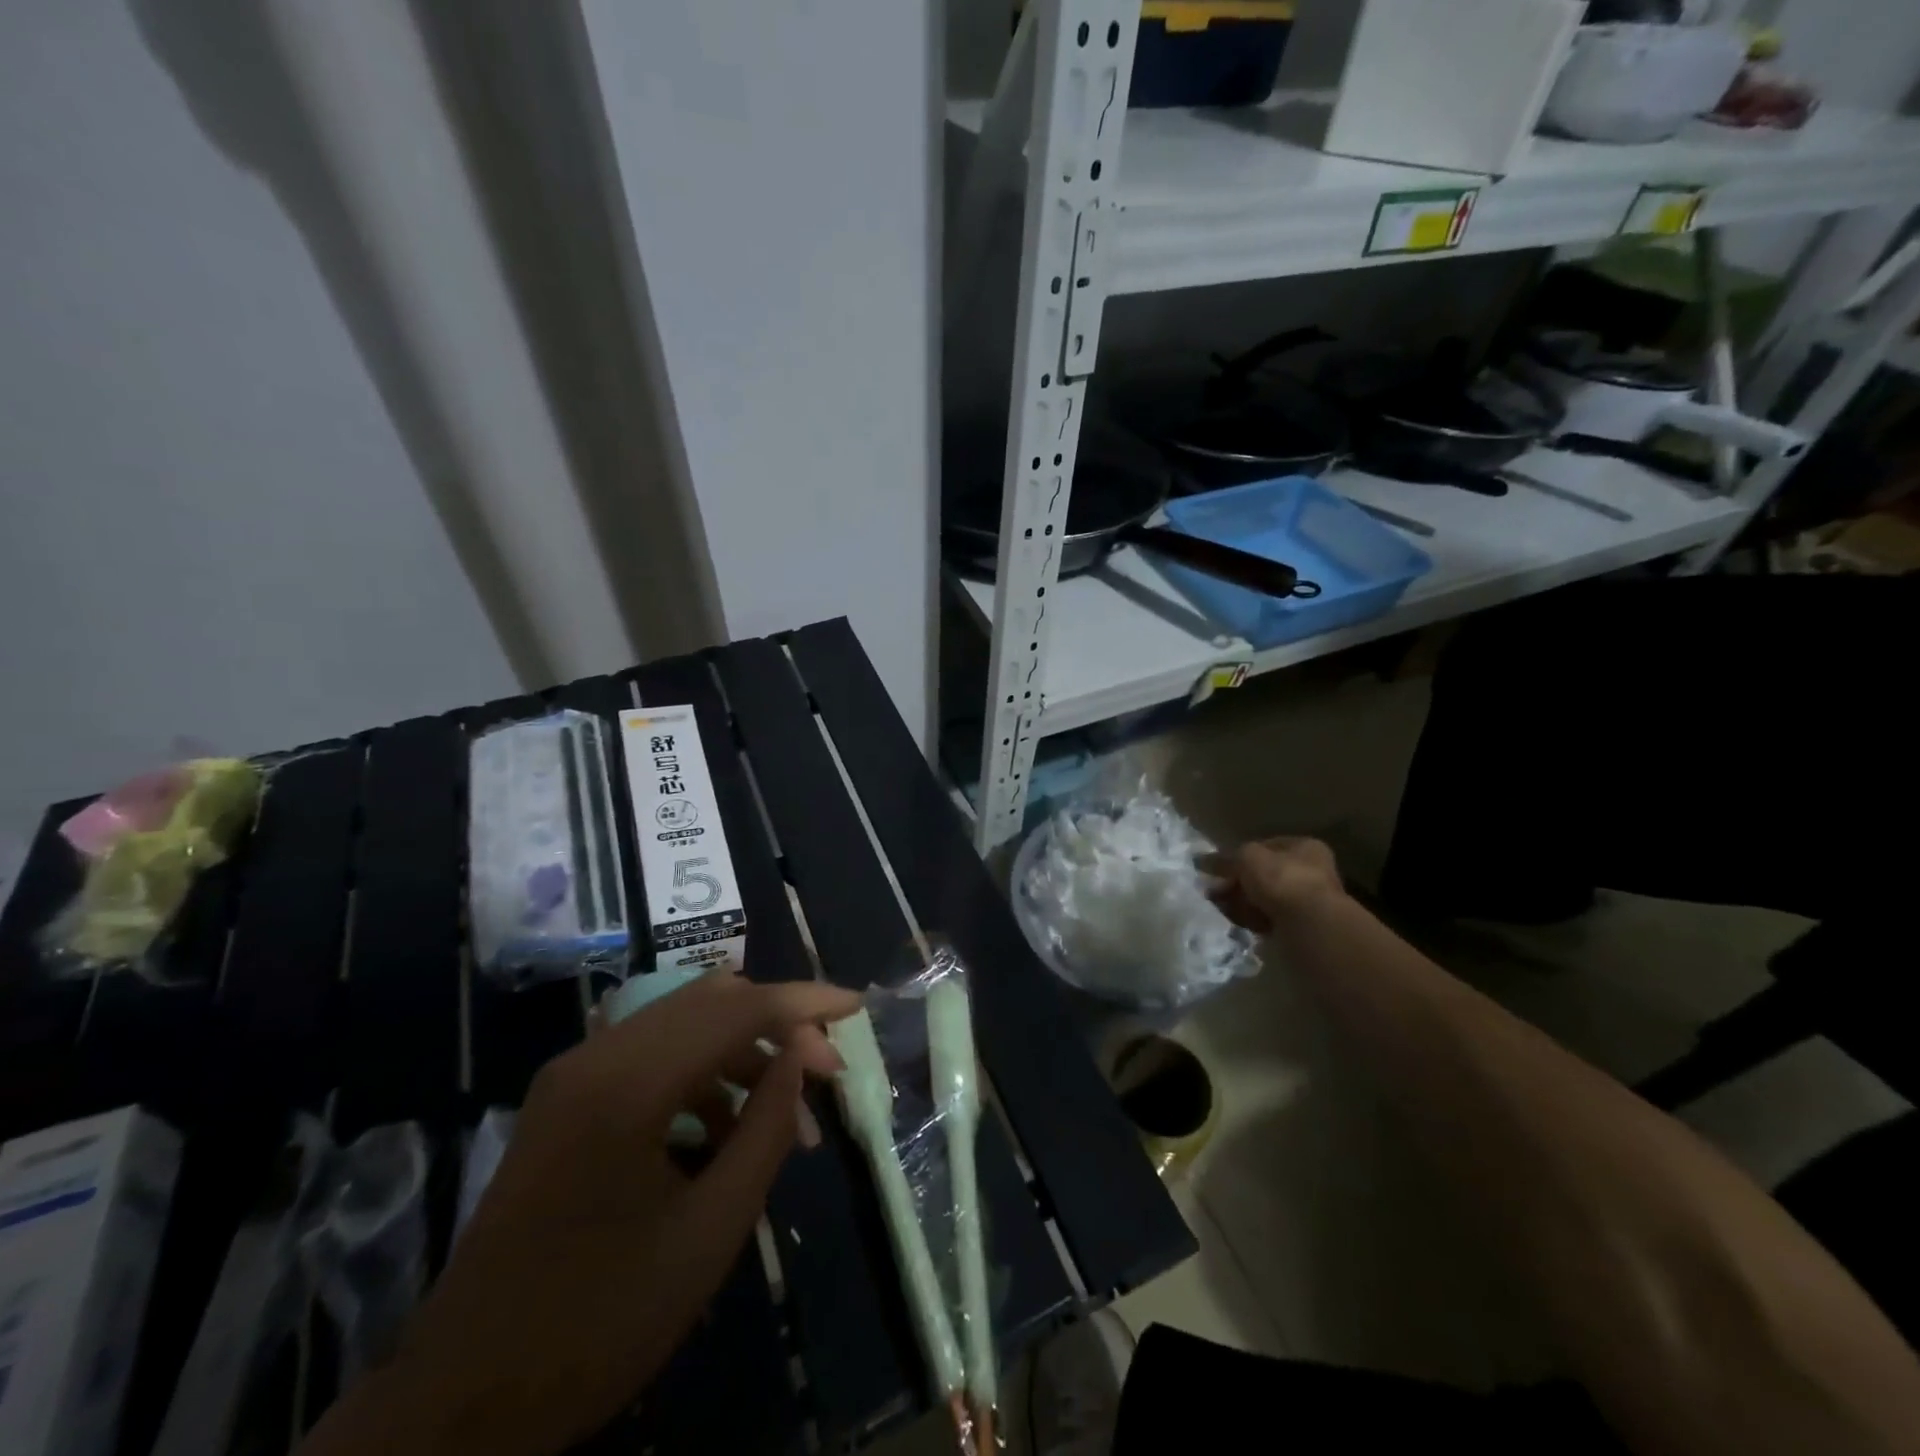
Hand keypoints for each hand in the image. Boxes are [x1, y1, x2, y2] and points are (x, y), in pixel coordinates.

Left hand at [302, 972, 859, 1455]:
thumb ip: (766, 1128)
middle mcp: (596, 1057)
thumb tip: (800, 1058)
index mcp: (627, 1085)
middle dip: (778, 1024)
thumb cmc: (597, 1322)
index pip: (737, 1008)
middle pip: (711, 1001)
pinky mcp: (566, 1098)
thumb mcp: (709, 1231)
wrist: (459, 1403)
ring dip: (744, 1052)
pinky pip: (653, 1056)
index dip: (805, 1002)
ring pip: (684, 1024)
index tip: (857, 1007)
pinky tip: (729, 1130)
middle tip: (825, 1073)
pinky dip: (704, 1075)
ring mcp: (574, 1074)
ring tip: (786, 1115)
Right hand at [1210, 836, 1343, 932]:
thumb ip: (1225, 858)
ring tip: (1218, 906)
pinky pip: (1267, 919)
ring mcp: (1306, 902)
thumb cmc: (1282, 879)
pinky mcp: (1299, 927)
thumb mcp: (1247, 858)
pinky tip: (1234, 920)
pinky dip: (1250, 919)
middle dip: (1237, 883)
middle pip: (1263, 875)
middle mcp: (1311, 873)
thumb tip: (1201, 859)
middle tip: (1214, 889)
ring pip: (1263, 899)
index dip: (1240, 855)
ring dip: (1241, 902)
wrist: (1309, 926)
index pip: (1266, 847)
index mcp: (1305, 848)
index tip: (1218, 867)